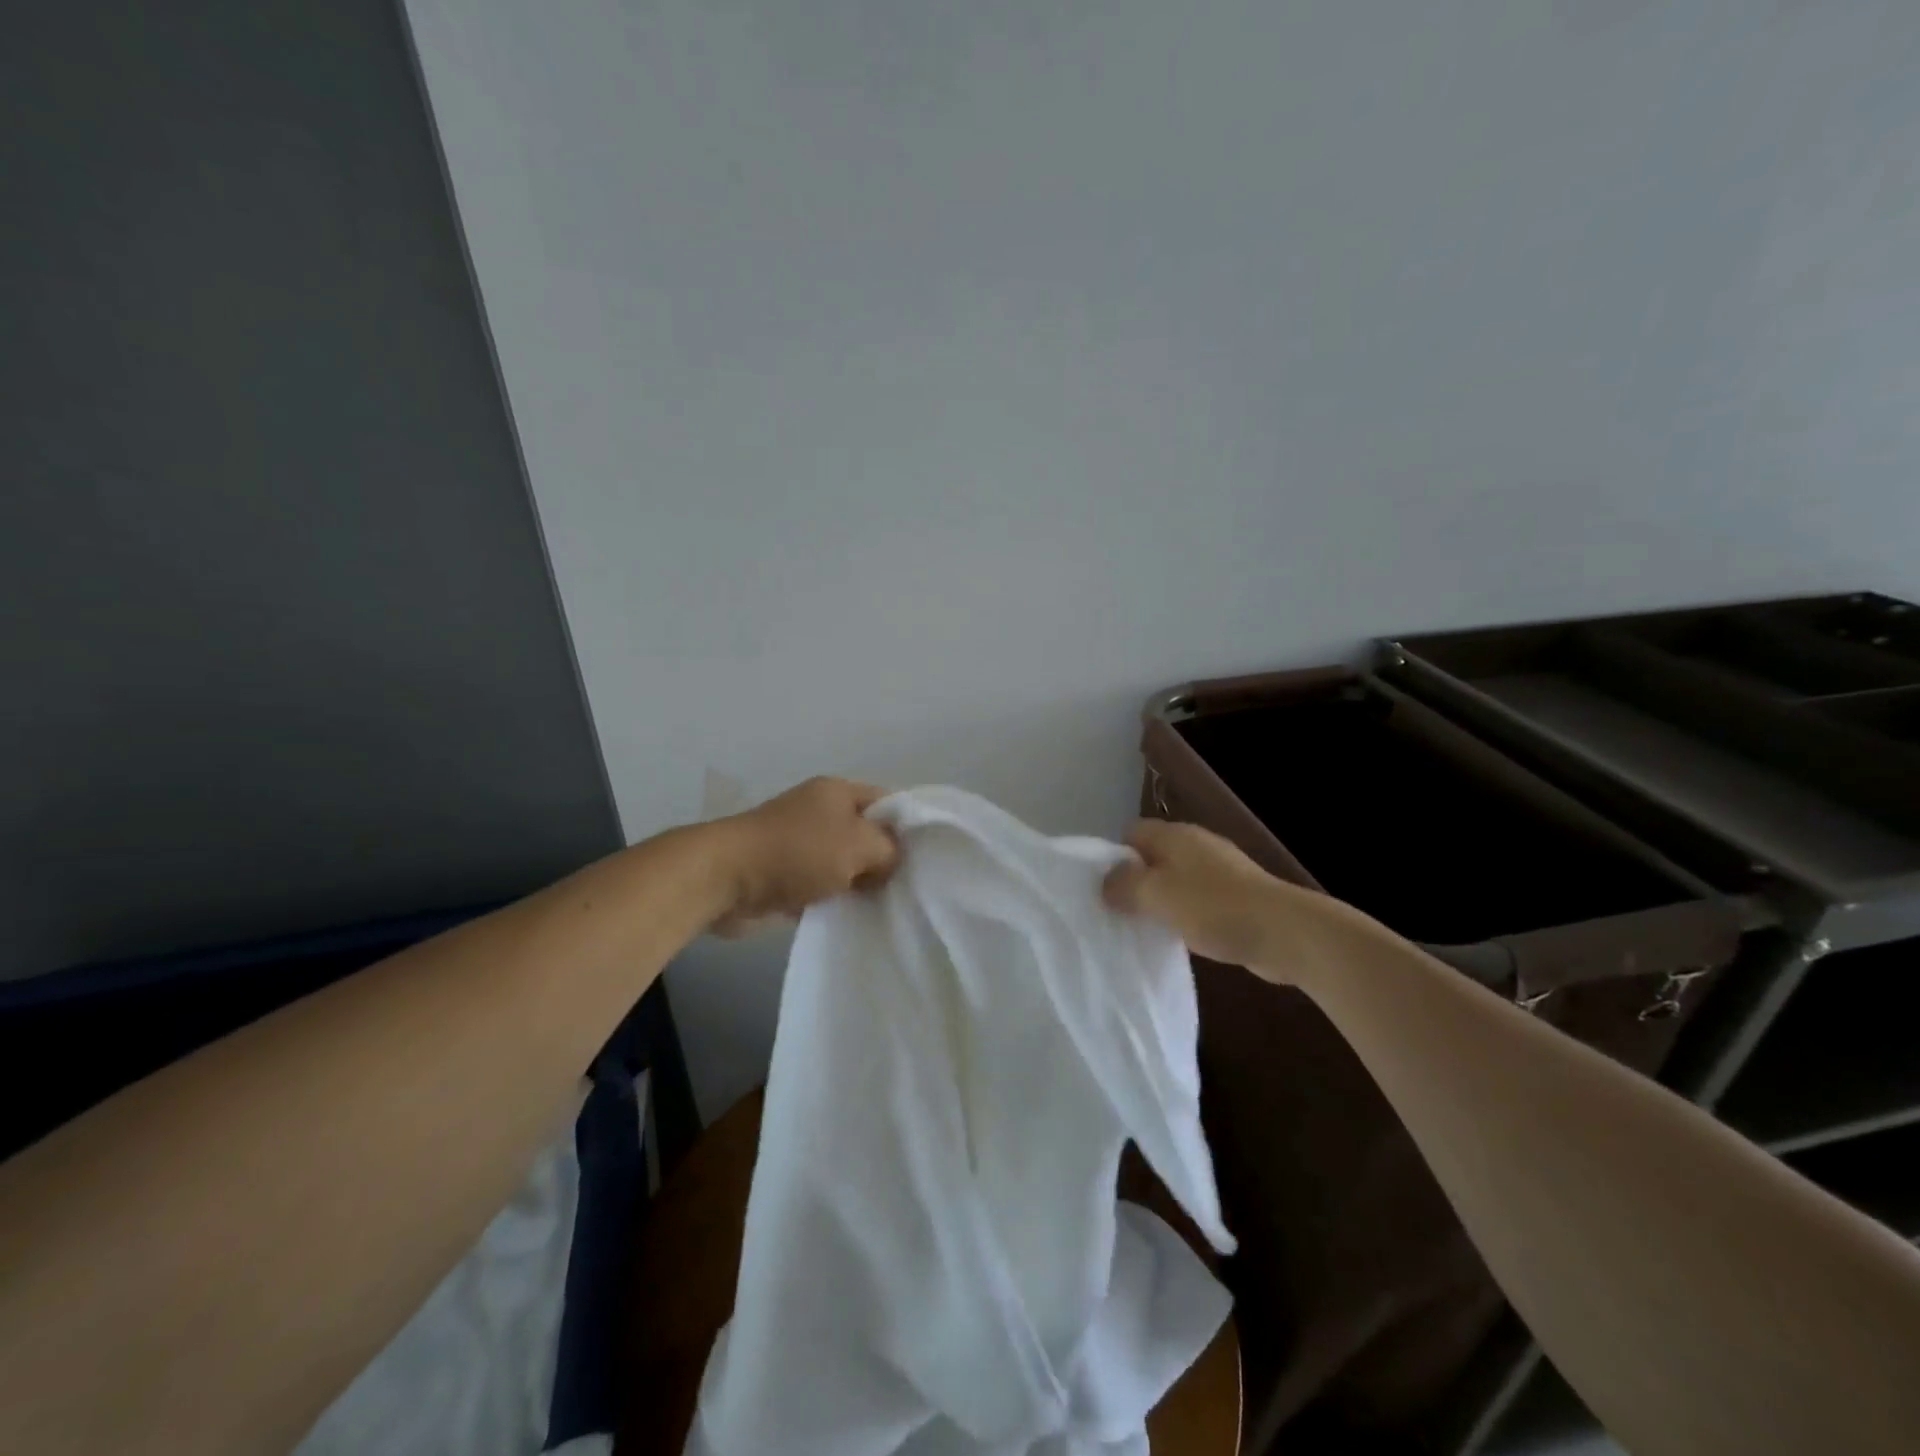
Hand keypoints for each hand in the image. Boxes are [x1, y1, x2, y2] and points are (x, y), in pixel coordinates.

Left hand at [710, 777, 898, 933]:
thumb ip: (888, 850)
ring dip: (858, 885)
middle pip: (865, 833)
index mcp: (837, 792)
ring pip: (843, 863)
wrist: (726, 879)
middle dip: (885, 859)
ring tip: (886, 907)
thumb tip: (891, 862)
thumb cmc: (798, 852)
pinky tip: (852, 919)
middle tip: (910, 887)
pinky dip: (833, 901)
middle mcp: (819, 812)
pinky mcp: (783, 875)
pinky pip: (820, 887)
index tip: (928, 856)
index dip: (908, 825)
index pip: (887, 800)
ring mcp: (798, 844)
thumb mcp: (858, 844)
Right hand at [1101, 819, 1361, 981]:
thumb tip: (1105, 882)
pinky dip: (1186, 915)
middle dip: (1135, 882)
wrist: (1285, 932)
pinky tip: (1182, 937)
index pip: (1131, 833)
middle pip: (1153, 856)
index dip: (1113, 857)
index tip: (1103, 889)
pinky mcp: (1237, 896)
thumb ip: (1123, 885)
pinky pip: (1198, 900)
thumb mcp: (1157, 895)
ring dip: (1161, 902)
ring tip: (1146, 928)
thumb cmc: (1213, 907)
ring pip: (1176, 880)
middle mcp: (1196, 844)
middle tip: (1119, 912)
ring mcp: (1220, 870)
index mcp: (1175, 835)